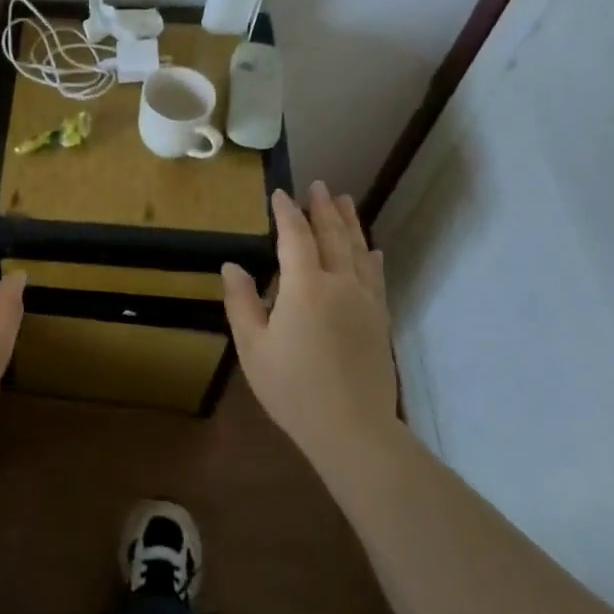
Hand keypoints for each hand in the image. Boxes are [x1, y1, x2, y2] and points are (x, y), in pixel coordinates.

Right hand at [222, 182, 398, 456]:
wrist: (352, 428)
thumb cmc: (292, 387)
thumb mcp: (253, 346)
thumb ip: (241, 302)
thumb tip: (233, 265)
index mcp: (305, 287)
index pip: (296, 237)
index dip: (287, 213)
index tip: (279, 194)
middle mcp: (340, 284)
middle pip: (333, 236)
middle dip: (323, 209)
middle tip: (319, 185)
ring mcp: (365, 301)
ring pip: (359, 251)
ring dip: (350, 223)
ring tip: (345, 201)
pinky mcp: (380, 319)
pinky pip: (376, 276)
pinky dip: (371, 256)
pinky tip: (372, 249)